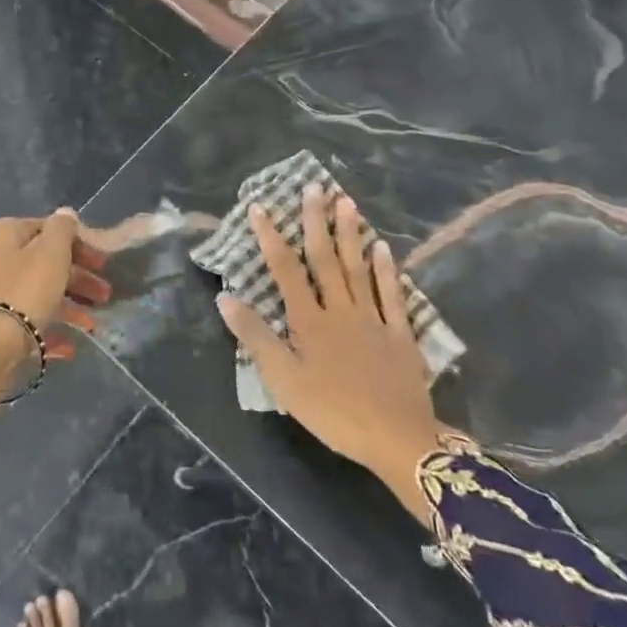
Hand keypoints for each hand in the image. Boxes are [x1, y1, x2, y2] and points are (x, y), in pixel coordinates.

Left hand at [0, 210, 109, 401]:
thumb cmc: (22, 292)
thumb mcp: (51, 253)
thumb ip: (62, 229)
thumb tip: (65, 213)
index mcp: (3, 233)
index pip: (47, 229)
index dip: (79, 244)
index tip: (102, 263)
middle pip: (41, 263)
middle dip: (77, 279)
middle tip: (103, 296)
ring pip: (32, 293)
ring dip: (66, 306)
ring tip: (91, 326)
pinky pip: (21, 321)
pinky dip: (45, 328)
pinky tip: (68, 346)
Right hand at [217, 185, 450, 519]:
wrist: (397, 439)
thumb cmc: (333, 412)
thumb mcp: (284, 381)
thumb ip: (256, 338)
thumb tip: (226, 297)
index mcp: (309, 321)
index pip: (285, 270)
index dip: (271, 237)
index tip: (261, 207)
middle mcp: (340, 310)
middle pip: (326, 259)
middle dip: (316, 222)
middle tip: (314, 187)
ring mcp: (373, 319)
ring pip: (359, 268)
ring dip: (350, 234)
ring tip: (346, 201)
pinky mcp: (400, 334)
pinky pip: (392, 295)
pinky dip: (386, 269)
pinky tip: (383, 247)